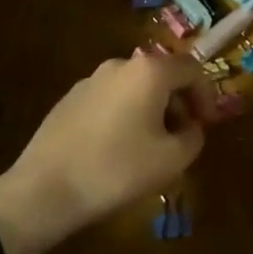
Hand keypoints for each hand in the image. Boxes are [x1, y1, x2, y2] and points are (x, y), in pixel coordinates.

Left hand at [0, 50, 237, 253]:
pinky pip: (111, 99)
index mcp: (149, 71)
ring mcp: (91, 80)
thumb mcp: (172, 160)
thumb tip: (191, 127)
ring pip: (135, 88)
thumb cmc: (117, 170)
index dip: (207, 94)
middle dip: (179, 103)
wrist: (44, 189)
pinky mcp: (70, 99)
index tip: (208, 124)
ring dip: (151, 110)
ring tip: (151, 147)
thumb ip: (193, 137)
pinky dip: (125, 115)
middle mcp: (120, 64)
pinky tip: (118, 150)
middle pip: (162, 75)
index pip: (192, 68)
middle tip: (183, 136)